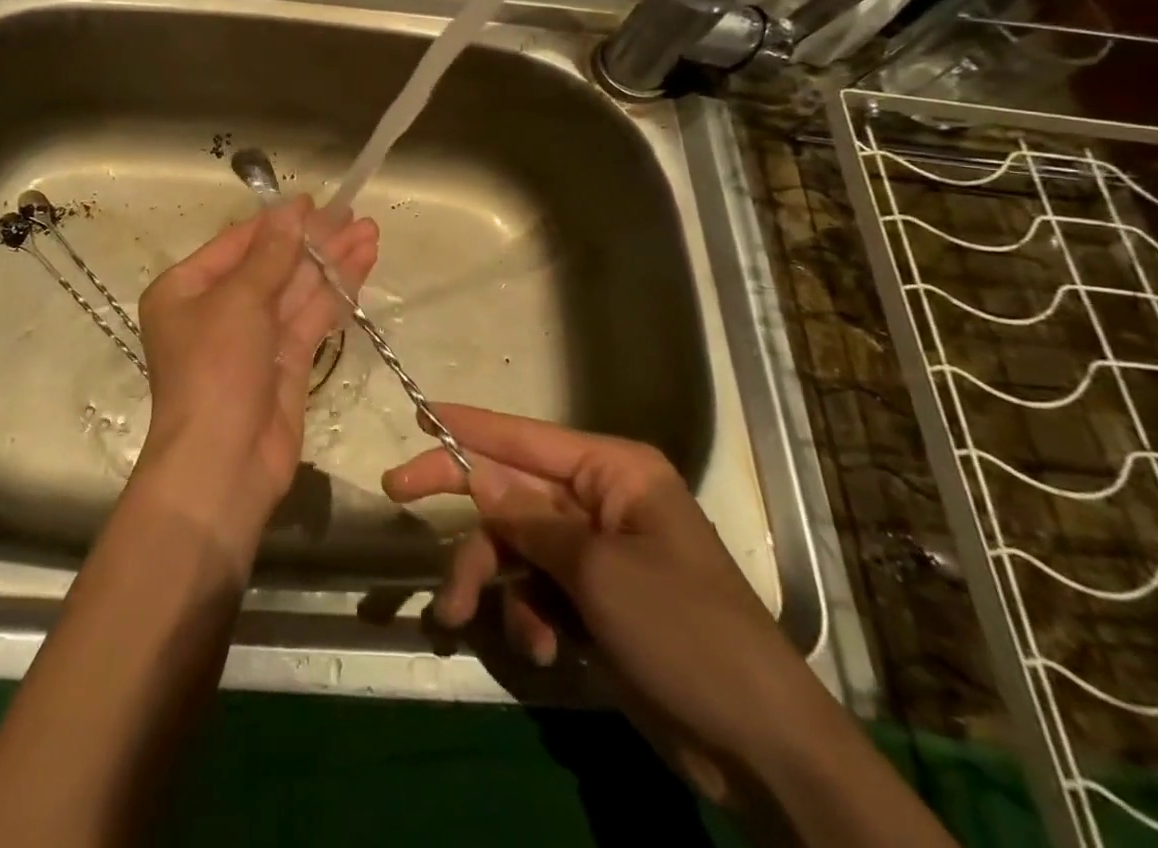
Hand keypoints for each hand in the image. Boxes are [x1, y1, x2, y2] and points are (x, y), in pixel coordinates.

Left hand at [136, 197, 378, 548]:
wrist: (222, 465)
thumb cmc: (214, 371)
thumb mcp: (237, 302)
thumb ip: (270, 255)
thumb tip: (291, 210)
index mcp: (186, 289)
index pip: (237, 243)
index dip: (277, 221)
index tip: (314, 200)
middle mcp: (218, 309)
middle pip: (272, 264)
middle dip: (313, 240)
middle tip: (353, 213)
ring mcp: (254, 338)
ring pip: (297, 289)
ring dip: (332, 261)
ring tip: (370, 231)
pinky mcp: (285, 362)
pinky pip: (311, 317)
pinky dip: (335, 293)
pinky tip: (361, 267)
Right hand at [383, 405, 848, 805]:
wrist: (760, 747)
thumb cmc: (685, 632)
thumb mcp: (598, 571)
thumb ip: (529, 520)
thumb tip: (476, 474)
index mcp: (613, 472)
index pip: (525, 437)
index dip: (469, 424)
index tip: (418, 410)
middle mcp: (601, 501)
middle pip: (511, 492)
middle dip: (464, 511)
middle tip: (397, 493)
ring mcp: (597, 553)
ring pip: (517, 547)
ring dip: (491, 583)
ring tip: (459, 617)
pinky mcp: (595, 600)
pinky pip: (537, 589)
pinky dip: (527, 616)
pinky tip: (544, 650)